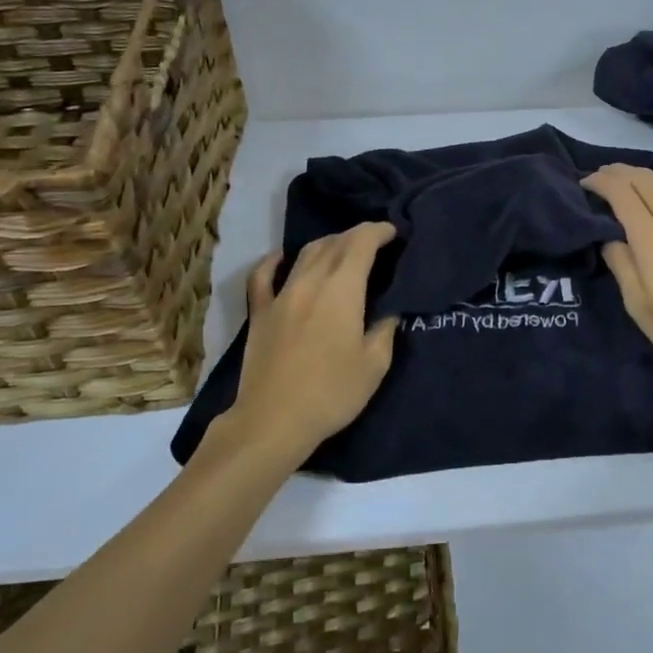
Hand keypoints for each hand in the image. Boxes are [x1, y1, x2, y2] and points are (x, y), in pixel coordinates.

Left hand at [211, 223, 399, 460]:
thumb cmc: (332, 393)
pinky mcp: (259, 312)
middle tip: (375, 241)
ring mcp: (280, 295)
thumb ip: (385, 329)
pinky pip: (264, 275)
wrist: (273, 421)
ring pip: (305, 254)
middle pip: (334, 243)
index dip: (379, 232)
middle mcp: (310, 281)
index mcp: (342, 290)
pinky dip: (275, 260)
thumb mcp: (374, 365)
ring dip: (327, 244)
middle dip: (357, 236)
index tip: (393, 232)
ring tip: (342, 249)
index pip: (361, 243)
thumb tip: (389, 309)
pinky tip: (282, 257)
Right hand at [582, 164, 652, 374]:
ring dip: (646, 177)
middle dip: (621, 172)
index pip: (621, 193)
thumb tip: (610, 240)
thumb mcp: (640, 306)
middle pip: (645, 181)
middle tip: (602, 174)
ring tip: (632, 180)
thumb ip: (622, 266)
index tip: (584, 182)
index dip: (601, 182)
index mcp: (650, 237)